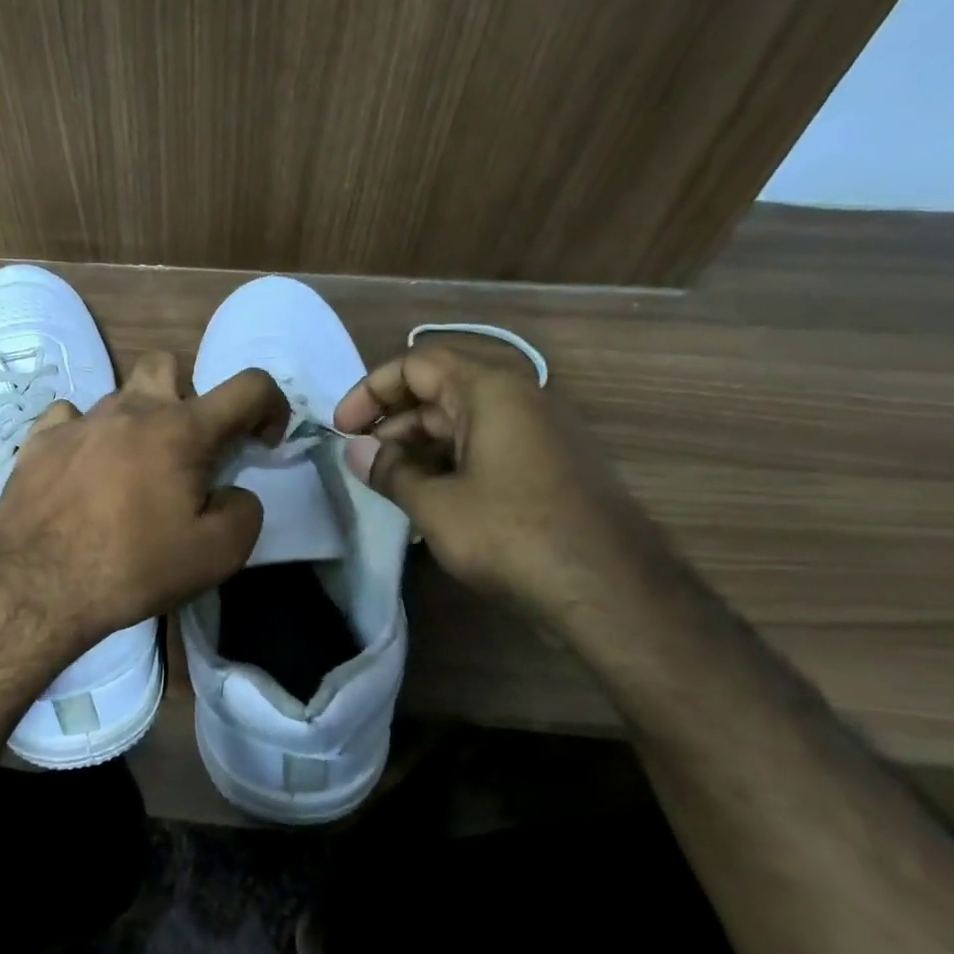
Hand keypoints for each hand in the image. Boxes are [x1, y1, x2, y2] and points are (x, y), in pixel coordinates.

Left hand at [0, 352, 288, 654]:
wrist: (37, 588)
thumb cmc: (133, 568)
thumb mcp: (217, 555)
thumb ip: (244, 511)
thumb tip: (231, 492)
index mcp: (182, 430)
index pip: (249, 386)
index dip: (271, 405)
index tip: (261, 442)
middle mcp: (131, 410)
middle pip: (169, 366)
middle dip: (188, 397)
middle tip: (185, 450)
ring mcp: (79, 421)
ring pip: (119, 396)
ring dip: (137, 423)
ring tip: (129, 473)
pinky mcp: (38, 440)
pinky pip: (70, 418)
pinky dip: (86, 436)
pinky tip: (82, 470)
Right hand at [334, 339, 661, 617]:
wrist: (610, 590)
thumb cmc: (513, 535)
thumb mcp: (436, 505)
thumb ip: (391, 471)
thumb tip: (357, 451)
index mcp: (491, 390)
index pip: (416, 363)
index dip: (371, 391)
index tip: (342, 429)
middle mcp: (519, 397)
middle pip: (441, 387)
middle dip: (394, 419)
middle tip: (363, 458)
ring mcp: (539, 431)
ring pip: (464, 419)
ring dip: (420, 443)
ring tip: (389, 481)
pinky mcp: (549, 464)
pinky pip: (488, 445)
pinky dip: (451, 460)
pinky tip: (429, 496)